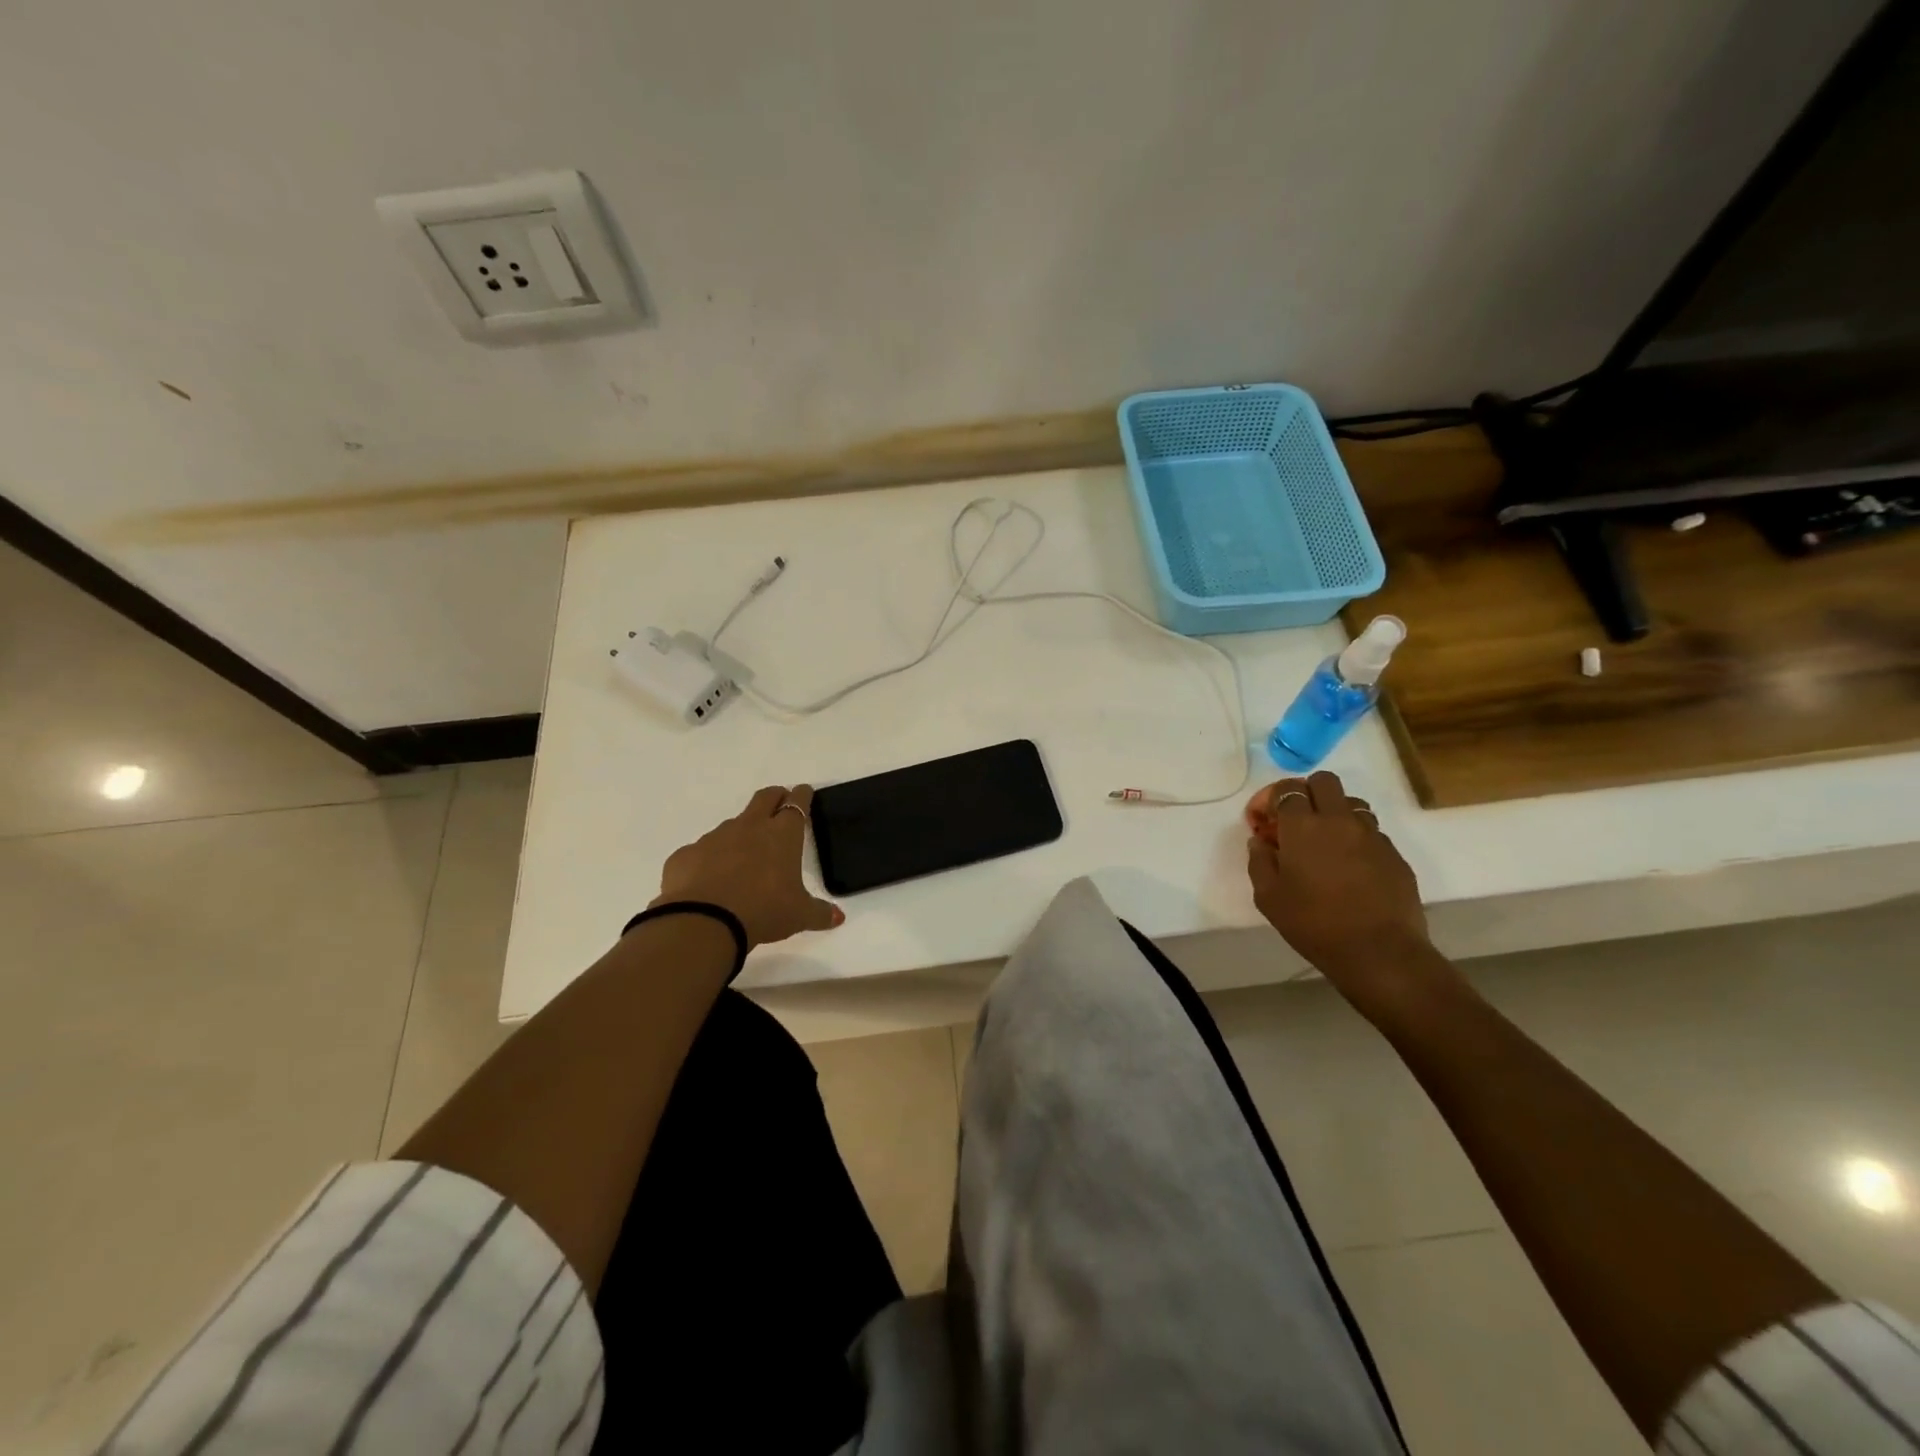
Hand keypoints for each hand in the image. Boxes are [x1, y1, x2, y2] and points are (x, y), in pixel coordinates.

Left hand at [654, 785, 842, 948]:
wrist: (704, 921)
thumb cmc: (763, 910)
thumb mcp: (798, 916)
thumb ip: (820, 913)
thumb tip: (838, 917)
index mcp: (782, 835)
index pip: (796, 803)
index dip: (802, 795)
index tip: (804, 791)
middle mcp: (749, 827)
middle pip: (764, 798)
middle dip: (774, 796)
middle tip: (779, 802)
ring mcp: (714, 838)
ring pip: (732, 825)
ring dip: (740, 833)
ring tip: (743, 856)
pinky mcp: (686, 854)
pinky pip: (701, 852)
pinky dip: (708, 860)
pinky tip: (708, 881)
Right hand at [1245, 771, 1436, 1015]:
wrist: (1379, 953)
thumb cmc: (1314, 924)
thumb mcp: (1268, 897)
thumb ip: (1259, 861)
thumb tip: (1261, 842)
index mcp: (1303, 826)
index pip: (1286, 789)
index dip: (1270, 799)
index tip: (1262, 821)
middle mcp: (1339, 820)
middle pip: (1324, 781)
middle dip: (1305, 793)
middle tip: (1294, 822)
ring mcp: (1372, 835)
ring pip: (1352, 804)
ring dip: (1333, 813)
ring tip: (1324, 843)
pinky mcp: (1394, 855)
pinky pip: (1371, 832)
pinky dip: (1356, 839)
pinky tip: (1349, 868)